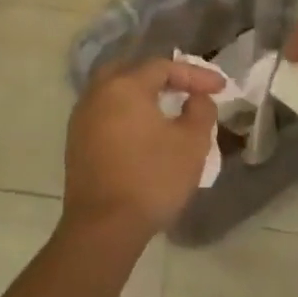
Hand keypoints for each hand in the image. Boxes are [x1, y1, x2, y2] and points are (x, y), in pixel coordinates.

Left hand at [63, 56, 225, 241]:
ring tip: (167, 108)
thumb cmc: (152, 179)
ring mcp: (81, 121)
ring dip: (142, 95)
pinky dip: (126, 113)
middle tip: (186, 88)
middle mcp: (97, 96)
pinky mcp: (76, 145)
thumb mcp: (193, 142)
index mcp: (124, 87)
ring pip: (114, 92)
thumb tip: (196, 99)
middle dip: (162, 76)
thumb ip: (201, 110)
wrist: (104, 229)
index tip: (221, 88)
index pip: (164, 67)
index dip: (196, 74)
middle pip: (131, 71)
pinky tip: (144, 130)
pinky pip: (105, 114)